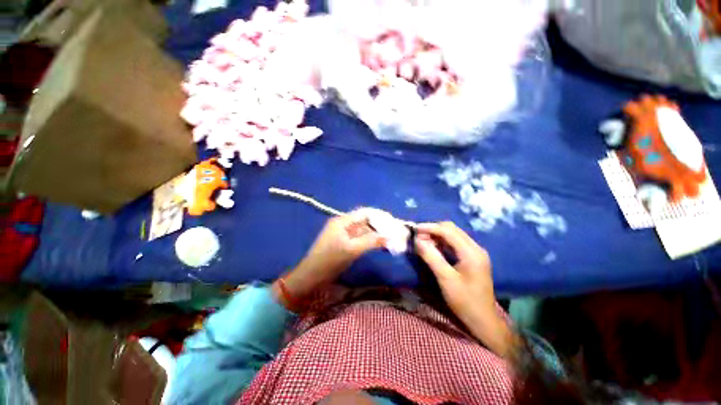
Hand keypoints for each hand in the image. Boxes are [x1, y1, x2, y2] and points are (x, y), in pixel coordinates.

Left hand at [275, 211, 384, 311]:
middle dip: (380, 225)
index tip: (393, 221)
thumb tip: (389, 236)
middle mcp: (343, 224)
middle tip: (394, 231)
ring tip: (391, 238)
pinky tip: (380, 244)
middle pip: (365, 220)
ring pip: (364, 229)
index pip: (365, 212)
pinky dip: (370, 240)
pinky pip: (360, 237)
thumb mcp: (351, 250)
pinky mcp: (344, 242)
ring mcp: (343, 233)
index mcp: (342, 221)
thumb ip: (371, 241)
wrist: (311, 276)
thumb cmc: (329, 261)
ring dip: (376, 233)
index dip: (380, 215)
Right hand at [414, 222, 517, 357]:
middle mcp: (475, 248)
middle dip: (433, 230)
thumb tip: (417, 240)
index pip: (448, 231)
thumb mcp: (445, 279)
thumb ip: (431, 257)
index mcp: (472, 252)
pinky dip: (442, 242)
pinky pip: (455, 243)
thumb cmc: (465, 301)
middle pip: (452, 229)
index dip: (430, 228)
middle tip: (417, 236)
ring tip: (422, 241)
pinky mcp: (472, 257)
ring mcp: (475, 252)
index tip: (414, 229)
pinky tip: (433, 247)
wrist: (483, 320)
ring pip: (453, 234)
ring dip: (437, 235)